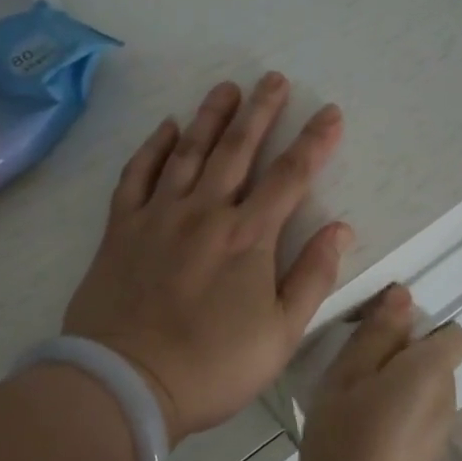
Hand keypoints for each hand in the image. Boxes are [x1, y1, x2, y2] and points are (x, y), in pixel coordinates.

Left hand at [64, 73, 351, 440]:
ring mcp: (158, 215)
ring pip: (188, 151)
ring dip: (210, 117)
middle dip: (260, 110)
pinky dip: (152, 147)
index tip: (329, 112)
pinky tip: (166, 127)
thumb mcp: (281, 335)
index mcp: (248, 237)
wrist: (127, 382)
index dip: (314, 141)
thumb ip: (312, 277)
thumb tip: (340, 228)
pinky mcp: (121, 228)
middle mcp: (205, 212)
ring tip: (226, 88)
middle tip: (273, 78)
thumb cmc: (213, 366)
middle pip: (238, 149)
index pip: (290, 175)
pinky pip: (137, 175)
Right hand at [298, 285, 461, 460]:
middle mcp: (448, 396)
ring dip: (395, 383)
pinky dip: (397, 410)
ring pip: (424, 386)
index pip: (452, 332)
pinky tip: (363, 430)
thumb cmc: (345, 442)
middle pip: (435, 358)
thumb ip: (376, 335)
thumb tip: (403, 296)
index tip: (381, 338)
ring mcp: (442, 429)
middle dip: (401, 354)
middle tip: (354, 370)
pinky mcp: (430, 453)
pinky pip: (419, 412)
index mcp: (431, 372)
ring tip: (353, 402)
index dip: (420, 327)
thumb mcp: (346, 378)